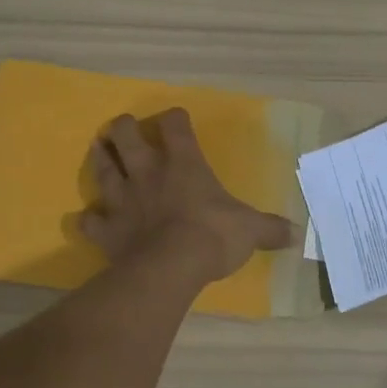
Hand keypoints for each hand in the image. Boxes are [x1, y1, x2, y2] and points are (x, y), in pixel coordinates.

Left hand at [81, 109, 294, 282]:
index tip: (177, 119)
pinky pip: (91, 220)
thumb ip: (272, 229)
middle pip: (126, 137)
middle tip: (123, 126)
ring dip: (100, 158)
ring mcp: (123, 200)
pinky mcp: (107, 230)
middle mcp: (149, 173)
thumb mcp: (251, 230)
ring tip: (98, 148)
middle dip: (124, 128)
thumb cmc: (214, 236)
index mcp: (184, 164)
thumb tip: (298, 234)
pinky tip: (88, 218)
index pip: (175, 126)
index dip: (175, 119)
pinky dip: (90, 218)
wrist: (170, 268)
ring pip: (103, 170)